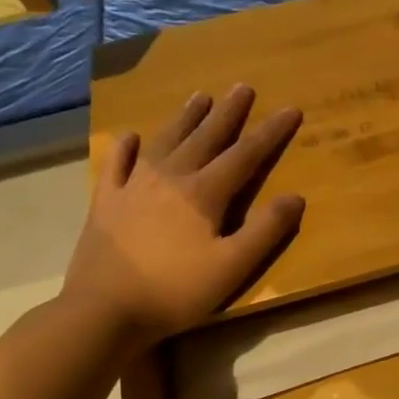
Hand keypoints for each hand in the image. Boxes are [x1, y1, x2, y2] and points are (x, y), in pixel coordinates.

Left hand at [63, 86, 303, 346]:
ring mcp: (133, 188)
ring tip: (199, 97)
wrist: (103, 312)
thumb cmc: (176, 291)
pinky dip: (126, 149)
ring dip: (185, 119)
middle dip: (228, 112)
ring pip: (165, 142)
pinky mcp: (105, 204)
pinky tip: (131, 137)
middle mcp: (170, 179)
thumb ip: (266, 230)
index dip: (271, 132)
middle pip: (205, 138)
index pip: (246, 154)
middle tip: (242, 87)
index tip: (290, 109)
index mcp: (204, 193)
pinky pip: (117, 166)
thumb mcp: (233, 266)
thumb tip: (296, 196)